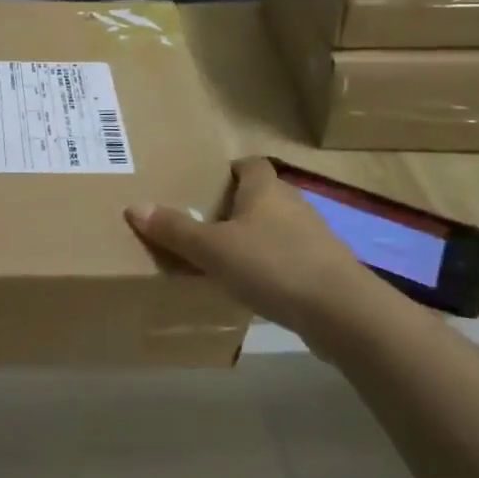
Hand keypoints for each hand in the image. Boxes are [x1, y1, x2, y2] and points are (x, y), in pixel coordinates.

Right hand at [125, 157, 382, 345]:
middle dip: (237, 206)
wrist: (343, 313)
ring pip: (278, 228)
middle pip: (263, 196)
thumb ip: (175, 230)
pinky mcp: (327, 270)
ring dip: (256, 238)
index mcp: (266, 190)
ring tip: (226, 257)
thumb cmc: (273, 265)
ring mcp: (315, 238)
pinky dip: (274, 266)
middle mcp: (293, 205)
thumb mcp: (212, 249)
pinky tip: (256, 287)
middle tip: (205, 221)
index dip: (230, 170)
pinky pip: (292, 258)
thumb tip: (135, 207)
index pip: (250, 165)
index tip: (207, 182)